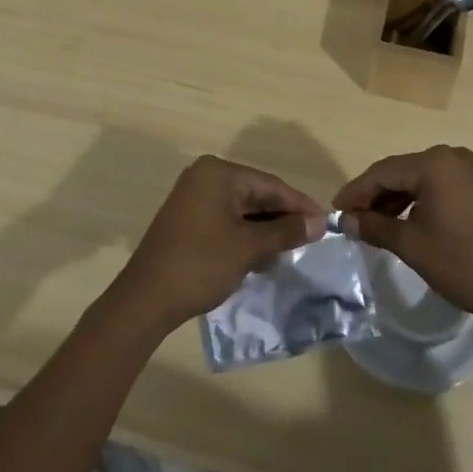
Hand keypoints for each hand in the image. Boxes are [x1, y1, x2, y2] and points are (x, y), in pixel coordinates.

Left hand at [108, 156, 325, 334]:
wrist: (146, 299)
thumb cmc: (201, 264)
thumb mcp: (248, 248)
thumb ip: (285, 232)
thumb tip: (319, 223)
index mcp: (218, 172)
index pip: (270, 184)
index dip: (300, 205)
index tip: (326, 224)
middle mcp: (205, 176)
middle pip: (256, 193)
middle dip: (282, 217)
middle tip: (312, 238)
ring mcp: (193, 196)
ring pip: (241, 208)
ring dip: (265, 228)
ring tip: (291, 249)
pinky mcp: (187, 218)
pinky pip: (226, 218)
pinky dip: (245, 234)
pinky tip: (262, 253)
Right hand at [335, 144, 472, 324]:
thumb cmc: (464, 263)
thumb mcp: (413, 246)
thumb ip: (375, 227)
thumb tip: (347, 220)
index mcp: (434, 163)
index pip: (382, 172)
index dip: (355, 192)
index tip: (334, 212)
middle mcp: (450, 156)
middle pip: (399, 172)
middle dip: (373, 196)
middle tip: (351, 220)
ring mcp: (467, 170)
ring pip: (417, 180)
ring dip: (394, 200)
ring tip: (373, 225)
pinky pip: (436, 187)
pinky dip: (416, 202)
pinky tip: (404, 223)